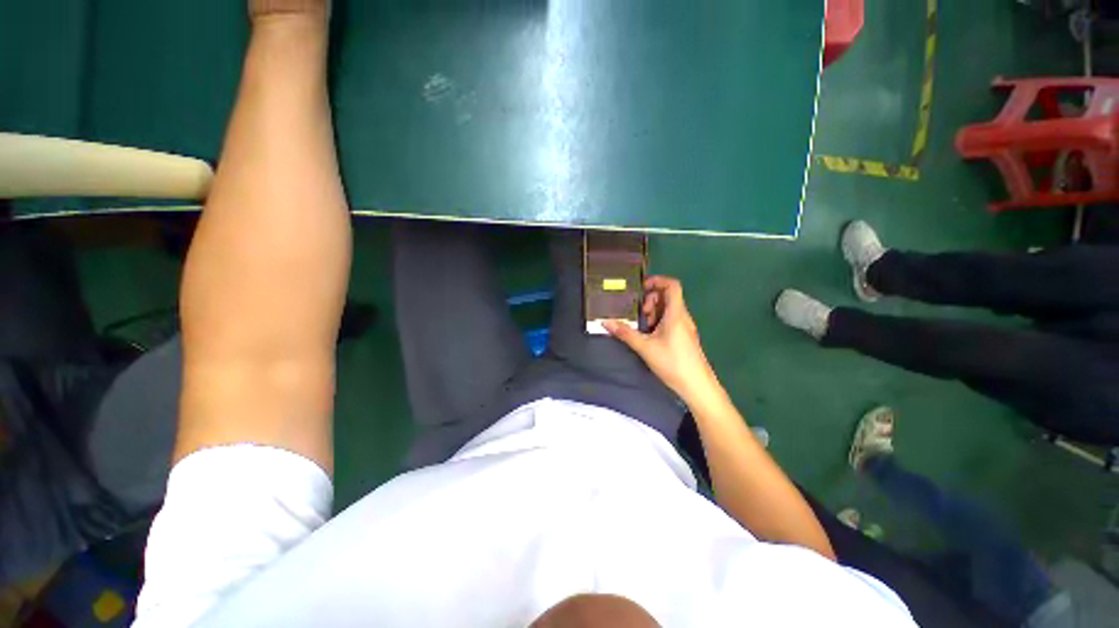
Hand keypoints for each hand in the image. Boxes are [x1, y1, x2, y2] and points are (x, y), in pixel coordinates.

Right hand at [604, 276, 719, 403]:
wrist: (696, 386)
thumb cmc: (672, 362)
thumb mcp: (645, 347)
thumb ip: (625, 333)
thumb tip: (605, 322)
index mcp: (676, 314)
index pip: (672, 285)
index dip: (657, 280)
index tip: (641, 287)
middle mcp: (682, 316)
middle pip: (668, 296)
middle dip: (650, 299)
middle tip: (638, 312)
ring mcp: (684, 327)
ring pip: (668, 309)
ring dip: (653, 312)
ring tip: (641, 325)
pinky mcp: (684, 337)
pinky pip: (670, 320)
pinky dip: (658, 321)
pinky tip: (648, 335)